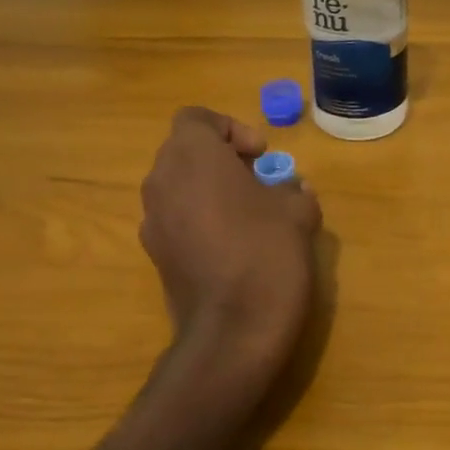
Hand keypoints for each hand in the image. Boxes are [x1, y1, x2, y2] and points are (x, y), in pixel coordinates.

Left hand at [139, 106, 322, 406]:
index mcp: (192, 156)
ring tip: (247, 214)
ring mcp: (152, 221)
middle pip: (184, 151)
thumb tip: (291, 191)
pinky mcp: (154, 255)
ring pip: (177, 185)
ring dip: (208, 189)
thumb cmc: (267, 253)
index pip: (196, 119)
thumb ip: (293, 190)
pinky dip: (198, 218)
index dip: (230, 129)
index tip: (260, 156)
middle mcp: (161, 181)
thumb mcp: (297, 212)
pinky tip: (230, 245)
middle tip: (257, 180)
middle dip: (220, 159)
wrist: (233, 330)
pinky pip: (174, 218)